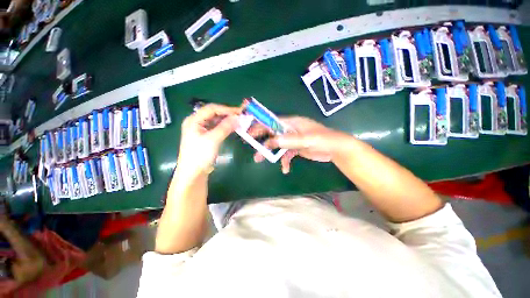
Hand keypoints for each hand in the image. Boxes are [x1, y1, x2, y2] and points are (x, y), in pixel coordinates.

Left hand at [177, 104, 240, 177]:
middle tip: (241, 117)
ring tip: (239, 122)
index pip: (212, 109)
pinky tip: (232, 128)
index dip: (226, 109)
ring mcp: (201, 129)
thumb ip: (225, 127)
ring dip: (227, 121)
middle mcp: (197, 122)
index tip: (239, 112)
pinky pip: (217, 128)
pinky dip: (225, 127)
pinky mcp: (206, 136)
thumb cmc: (199, 156)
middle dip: (228, 114)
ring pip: (216, 121)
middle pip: (214, 113)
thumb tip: (237, 118)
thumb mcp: (213, 140)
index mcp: (194, 120)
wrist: (193, 173)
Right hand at [251, 116, 354, 173]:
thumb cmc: (323, 140)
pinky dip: (284, 161)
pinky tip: (285, 169)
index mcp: (292, 123)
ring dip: (270, 153)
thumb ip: (289, 140)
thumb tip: (271, 141)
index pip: (272, 122)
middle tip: (253, 148)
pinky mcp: (296, 148)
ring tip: (259, 160)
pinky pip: (286, 154)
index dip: (260, 126)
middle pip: (272, 134)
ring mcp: (293, 140)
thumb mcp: (306, 139)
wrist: (336, 149)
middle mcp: (290, 130)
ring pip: (277, 145)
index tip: (250, 132)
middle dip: (262, 141)